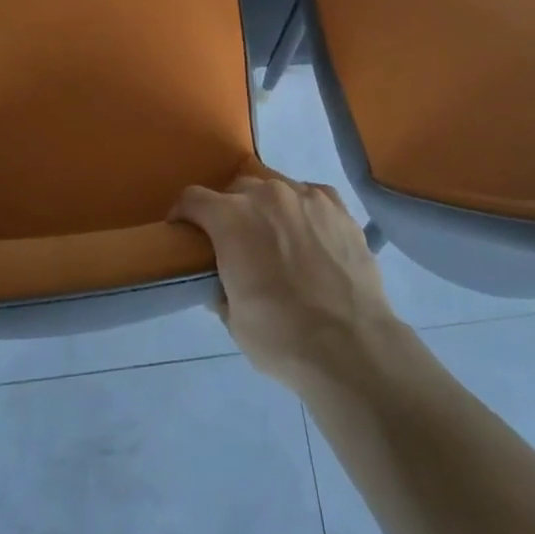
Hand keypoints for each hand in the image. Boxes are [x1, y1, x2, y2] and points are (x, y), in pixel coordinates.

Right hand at [171, 175, 406, 391]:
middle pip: (236, 189)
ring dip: (266, 207)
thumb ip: (220, 287)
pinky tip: (308, 234)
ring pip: (274, 188)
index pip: (193, 198)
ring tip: (275, 237)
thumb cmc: (280, 336)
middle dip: (228, 210)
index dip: (183, 214)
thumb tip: (221, 281)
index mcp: (231, 218)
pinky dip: (302, 209)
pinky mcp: (337, 206)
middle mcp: (266, 195)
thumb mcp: (233, 319)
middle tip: (234, 242)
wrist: (350, 345)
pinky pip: (310, 196)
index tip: (183, 231)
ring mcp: (306, 196)